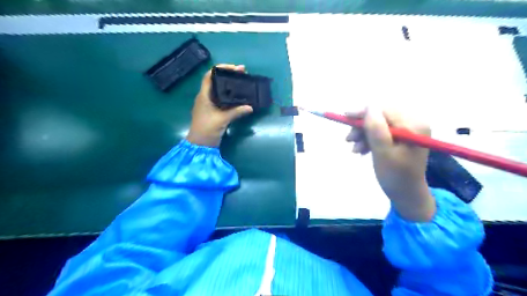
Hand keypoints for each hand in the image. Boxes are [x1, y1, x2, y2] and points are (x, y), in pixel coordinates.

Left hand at [186, 65, 254, 147]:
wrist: (200, 144)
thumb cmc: (207, 129)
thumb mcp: (222, 119)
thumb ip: (236, 112)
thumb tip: (250, 107)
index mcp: (204, 96)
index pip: (209, 76)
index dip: (220, 68)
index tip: (234, 68)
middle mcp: (205, 97)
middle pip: (216, 81)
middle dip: (228, 76)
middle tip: (242, 74)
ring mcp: (209, 105)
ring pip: (219, 90)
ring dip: (230, 85)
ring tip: (242, 82)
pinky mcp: (213, 111)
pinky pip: (222, 99)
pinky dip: (230, 96)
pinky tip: (238, 96)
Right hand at [347, 108, 436, 220]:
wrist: (406, 194)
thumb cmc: (395, 175)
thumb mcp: (383, 152)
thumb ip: (376, 128)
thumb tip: (369, 106)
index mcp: (413, 125)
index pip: (384, 110)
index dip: (364, 112)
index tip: (345, 117)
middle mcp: (413, 124)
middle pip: (381, 116)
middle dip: (362, 127)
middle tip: (348, 139)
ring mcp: (408, 131)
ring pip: (378, 125)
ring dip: (364, 135)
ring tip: (355, 149)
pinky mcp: (401, 137)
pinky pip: (381, 132)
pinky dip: (369, 140)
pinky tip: (362, 150)